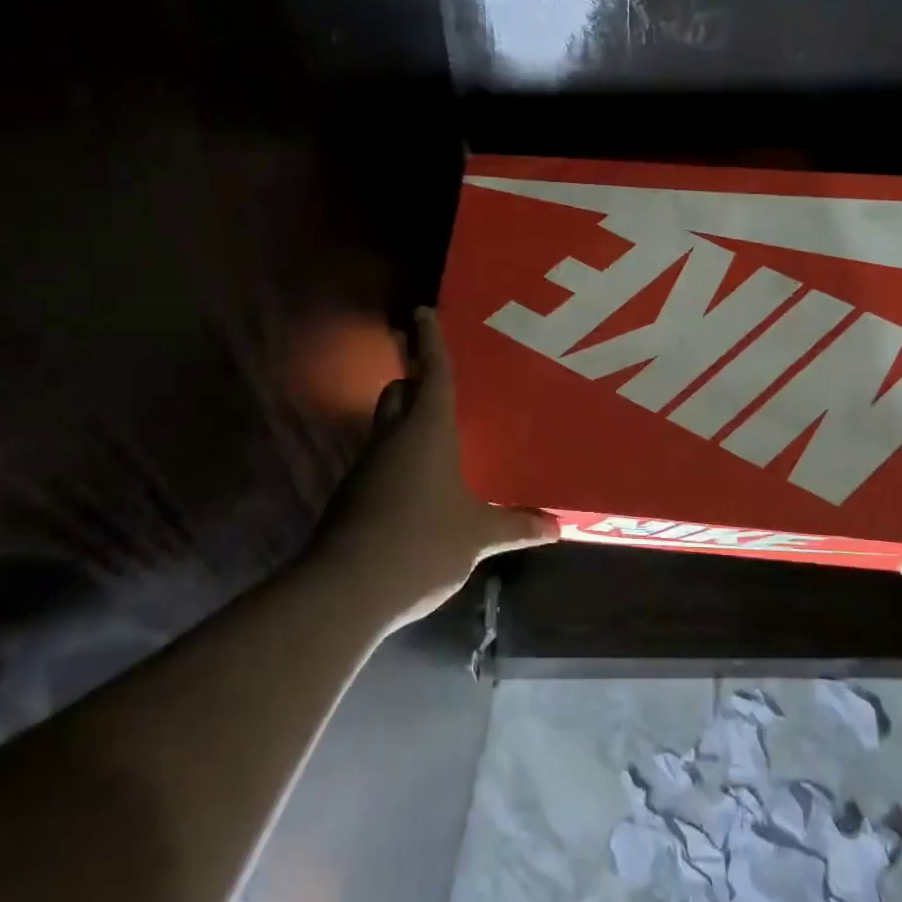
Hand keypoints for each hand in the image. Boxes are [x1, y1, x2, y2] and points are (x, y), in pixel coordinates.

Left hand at [317, 307, 556, 628]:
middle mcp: (392, 437)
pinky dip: (398, 457)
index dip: (429, 340)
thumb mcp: (476, 536)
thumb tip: (557, 528)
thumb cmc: (421, 543)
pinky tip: (420, 483)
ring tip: (438, 433)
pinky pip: (379, 459)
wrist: (343, 590)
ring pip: (385, 425)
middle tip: (442, 382)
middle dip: (415, 380)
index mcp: (427, 429)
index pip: (431, 372)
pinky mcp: (352, 496)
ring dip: (405, 420)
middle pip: (399, 391)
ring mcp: (366, 466)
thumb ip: (515, 526)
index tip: (423, 311)